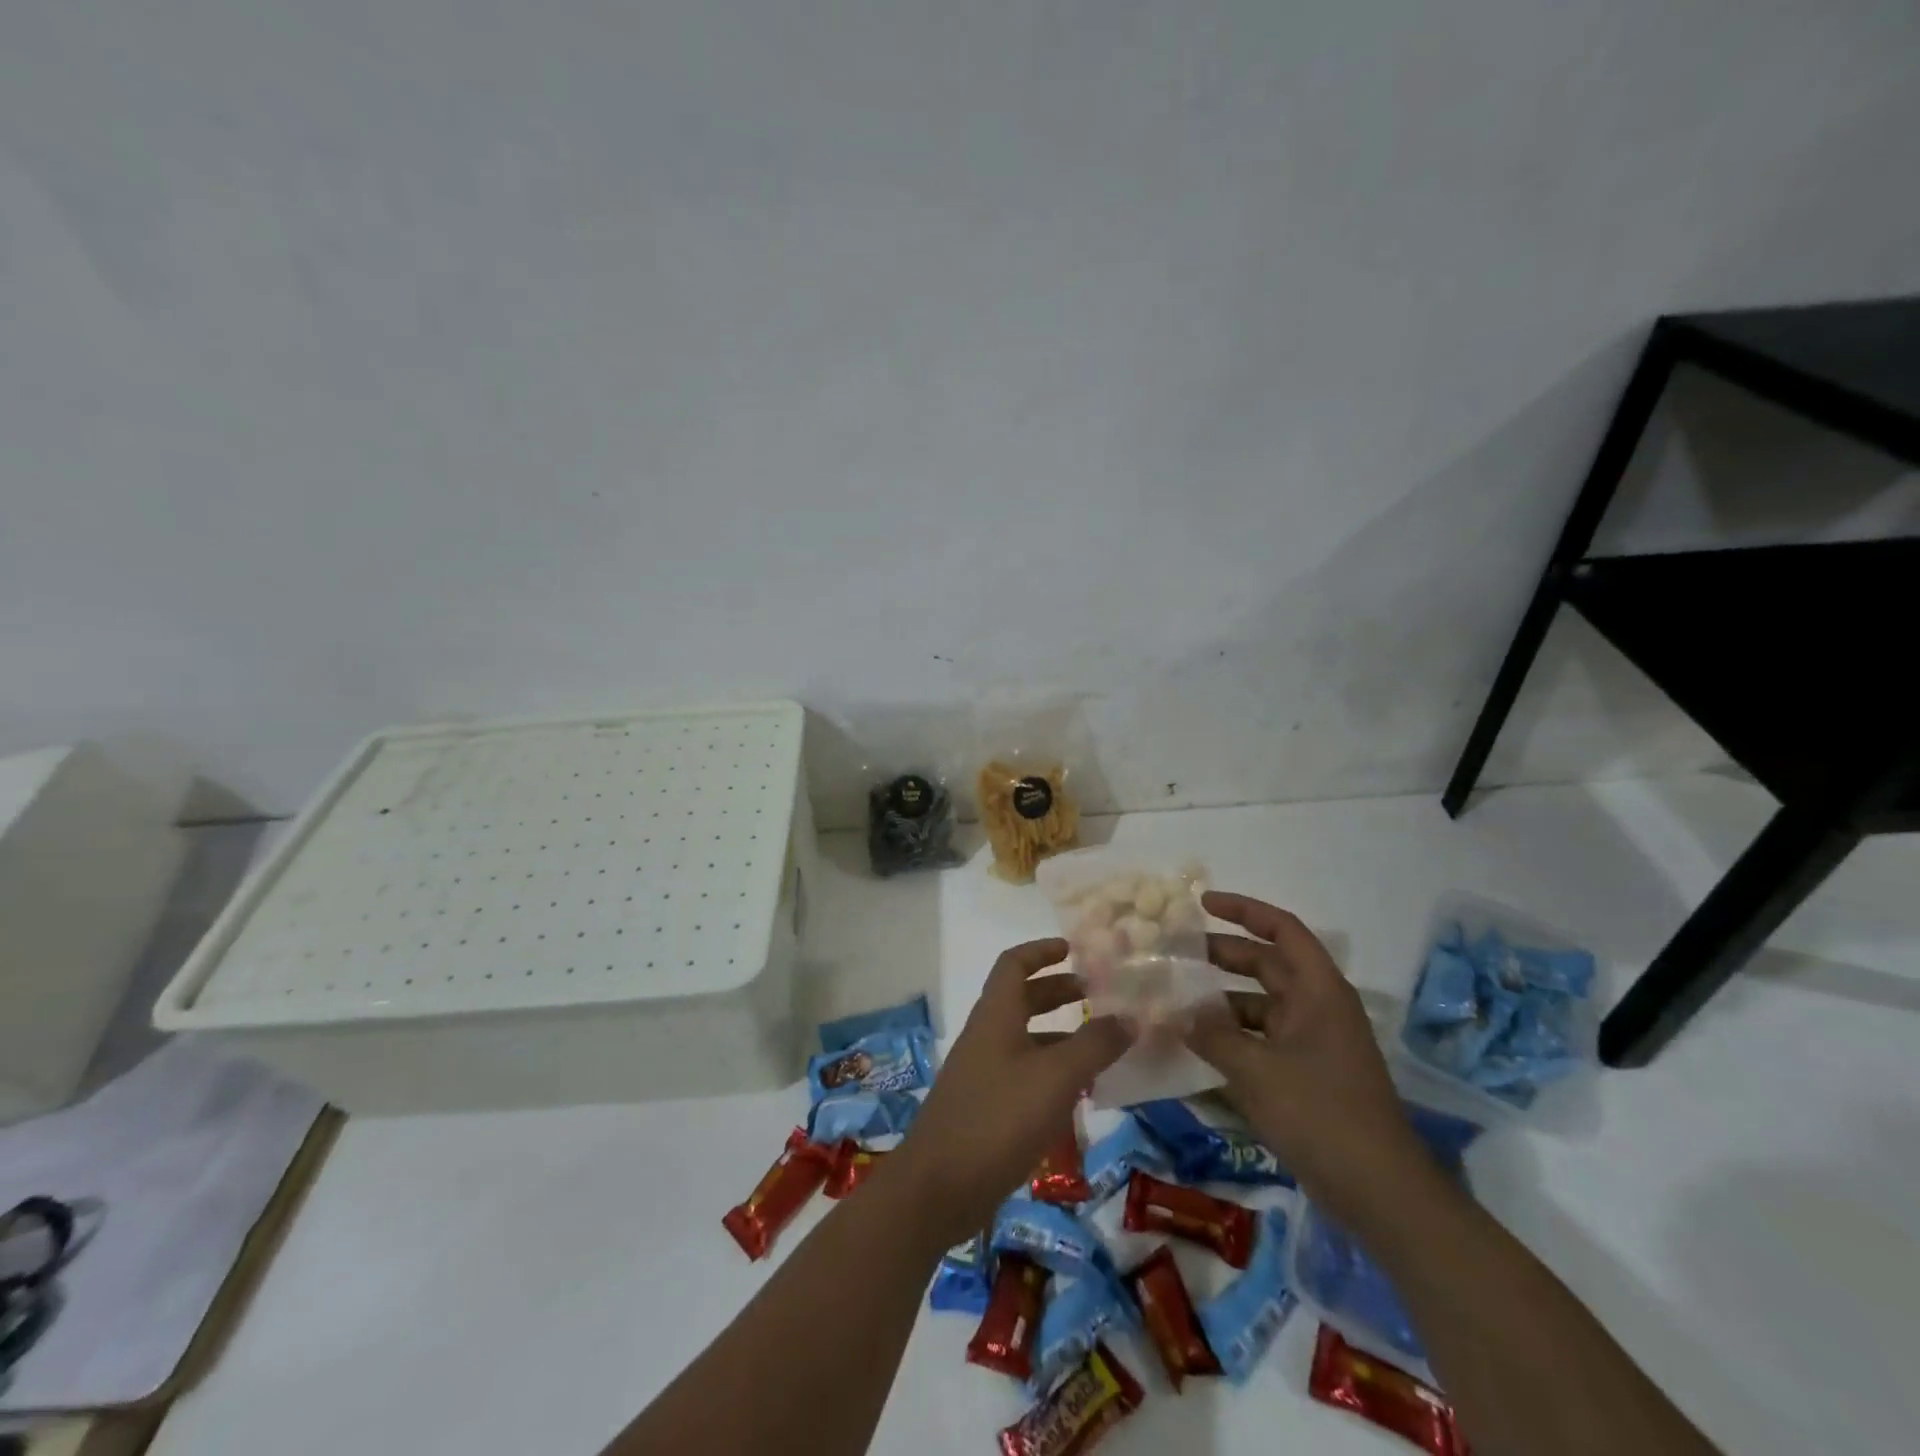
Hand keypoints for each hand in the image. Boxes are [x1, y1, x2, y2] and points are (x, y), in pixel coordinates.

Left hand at [891, 939, 1131, 1247]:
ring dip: (1060, 1036)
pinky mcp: (985, 1108)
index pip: (1014, 964)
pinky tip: (1078, 1096)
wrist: (939, 1186)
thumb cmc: (998, 1118)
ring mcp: (983, 1073)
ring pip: (1025, 1040)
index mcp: (995, 1015)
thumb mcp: (1056, 1077)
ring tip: (1101, 1048)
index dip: (1042, 951)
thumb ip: (1094, 1045)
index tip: (1074, 948)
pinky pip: (1023, 1075)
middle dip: (1058, 992)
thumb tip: (1131, 1016)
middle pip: (1021, 999)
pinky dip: (1051, 1073)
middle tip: (1098, 996)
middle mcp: (986, 1036)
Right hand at [1185, 892, 1429, 1224]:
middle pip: (1267, 964)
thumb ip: (1212, 1035)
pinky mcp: (1307, 1074)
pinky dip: (1233, 1036)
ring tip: (1178, 1003)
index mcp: (1318, 991)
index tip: (1202, 903)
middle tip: (1177, 952)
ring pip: (1261, 1004)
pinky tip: (1199, 1046)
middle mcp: (1318, 1007)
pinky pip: (1263, 1039)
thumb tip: (1179, 1014)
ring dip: (1222, 1001)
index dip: (1243, 910)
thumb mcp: (1256, 1070)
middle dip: (1223, 955)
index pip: (1281, 929)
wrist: (1380, 1192)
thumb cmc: (1320, 1114)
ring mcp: (1314, 1043)